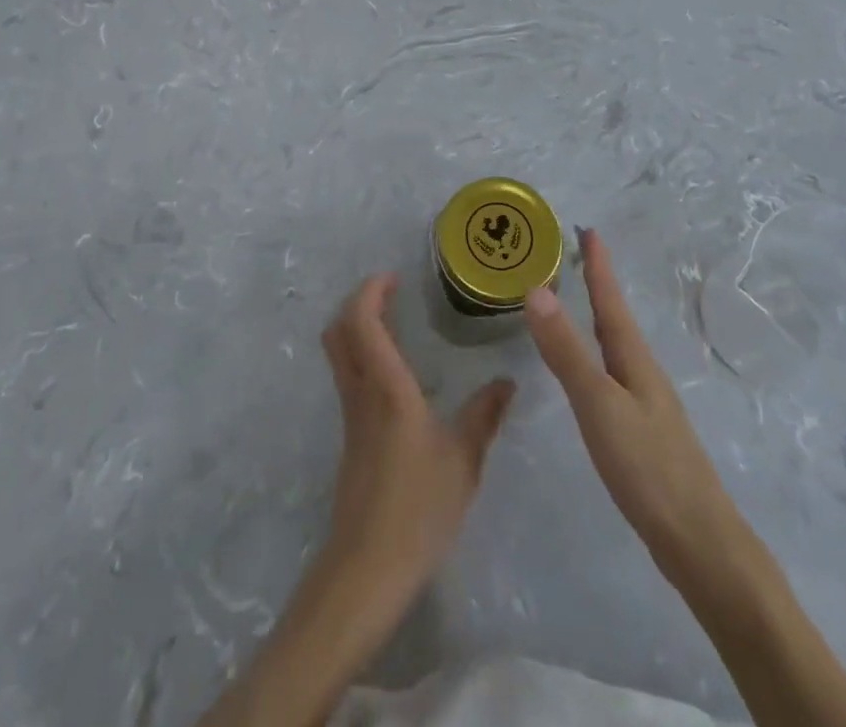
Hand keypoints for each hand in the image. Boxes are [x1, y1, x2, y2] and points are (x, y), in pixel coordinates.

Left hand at [318, 275, 514, 614]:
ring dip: (358, 327)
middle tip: (391, 294)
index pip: (361, 321)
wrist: (368, 568)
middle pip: (338, 330)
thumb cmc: (418, 508)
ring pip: (340, 354)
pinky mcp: (351, 436)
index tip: (393, 277)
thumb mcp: (464, 460)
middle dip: (357, 302)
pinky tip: (397, 374)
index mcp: (387, 387)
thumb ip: (484, 415)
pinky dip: (363, 355)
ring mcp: (351, 415)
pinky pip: (349, 377)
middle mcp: (361, 392)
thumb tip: (507, 381)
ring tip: (395, 324)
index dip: (370, 291)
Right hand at [526, 230, 734, 578]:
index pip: (611, 300)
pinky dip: (597, 356)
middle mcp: (643, 373)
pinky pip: (613, 376)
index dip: (599, 265)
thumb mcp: (599, 404)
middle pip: (616, 319)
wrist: (700, 544)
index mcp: (634, 359)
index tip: (588, 229)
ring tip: (580, 304)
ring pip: (616, 347)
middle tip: (579, 256)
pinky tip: (591, 373)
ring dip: (598, 319)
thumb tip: (537, 288)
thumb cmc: (648, 467)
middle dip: (598, 286)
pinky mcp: (643, 433)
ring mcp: (646, 404)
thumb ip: (567, 350)